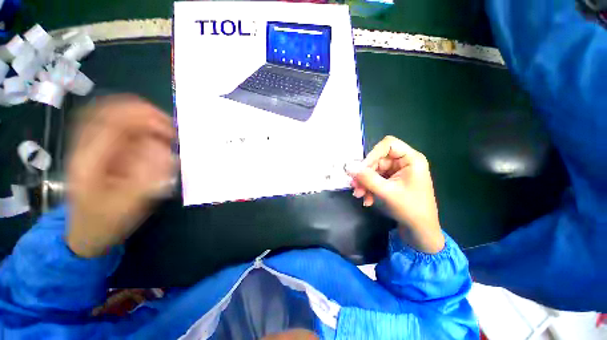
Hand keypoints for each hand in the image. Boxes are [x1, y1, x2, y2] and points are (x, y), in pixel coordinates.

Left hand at [66, 95, 175, 257]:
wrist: (86, 232)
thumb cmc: (106, 222)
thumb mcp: (129, 205)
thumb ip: (149, 177)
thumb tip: (166, 153)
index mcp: (88, 161)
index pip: (111, 122)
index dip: (143, 119)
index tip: (170, 131)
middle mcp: (85, 147)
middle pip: (108, 110)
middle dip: (142, 112)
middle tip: (169, 126)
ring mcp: (89, 146)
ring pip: (111, 114)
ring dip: (140, 117)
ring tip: (163, 129)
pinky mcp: (98, 150)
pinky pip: (116, 126)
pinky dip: (137, 124)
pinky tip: (152, 134)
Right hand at [346, 136, 443, 253]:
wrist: (420, 231)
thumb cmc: (410, 209)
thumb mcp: (386, 192)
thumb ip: (366, 178)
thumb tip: (348, 167)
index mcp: (411, 159)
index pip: (388, 144)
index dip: (373, 154)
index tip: (361, 169)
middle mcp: (404, 162)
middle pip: (377, 159)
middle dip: (365, 174)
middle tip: (355, 186)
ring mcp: (397, 172)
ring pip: (374, 170)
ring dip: (365, 183)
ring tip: (359, 195)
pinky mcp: (392, 180)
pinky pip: (376, 179)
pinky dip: (369, 188)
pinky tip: (367, 199)